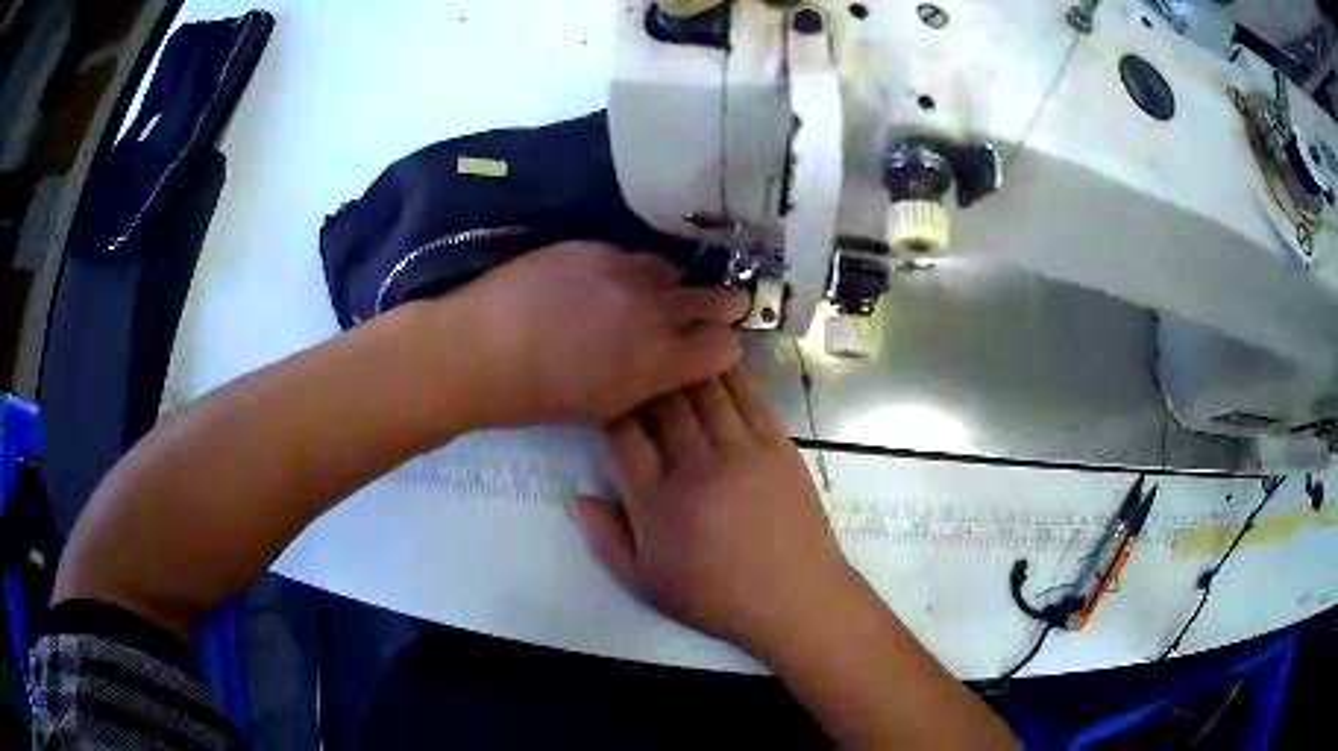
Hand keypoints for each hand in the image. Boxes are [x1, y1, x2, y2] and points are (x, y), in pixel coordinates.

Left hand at [455, 242, 748, 424]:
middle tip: (728, 305)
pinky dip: (629, 270)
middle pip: (712, 299)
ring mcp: (623, 272)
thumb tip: (668, 364)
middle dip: (723, 305)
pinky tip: (609, 280)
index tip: (719, 345)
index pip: (722, 346)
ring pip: (670, 271)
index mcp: (658, 362)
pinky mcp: (592, 247)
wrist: (480, 350)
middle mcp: (653, 311)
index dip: (725, 346)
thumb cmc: (537, 396)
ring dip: (672, 284)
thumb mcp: (605, 405)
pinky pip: (628, 255)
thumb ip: (648, 380)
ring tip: (658, 292)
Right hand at [574, 366, 860, 655]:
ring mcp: (740, 451)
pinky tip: (717, 355)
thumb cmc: (715, 596)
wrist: (794, 598)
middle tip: (635, 359)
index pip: (622, 436)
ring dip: (683, 366)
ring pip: (703, 392)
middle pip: (662, 405)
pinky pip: (748, 398)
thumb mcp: (644, 583)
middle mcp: (694, 466)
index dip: (610, 407)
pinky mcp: (777, 445)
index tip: (605, 393)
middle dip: (644, 379)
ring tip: (669, 345)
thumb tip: (579, 495)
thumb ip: (605, 539)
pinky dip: (729, 373)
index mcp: (656, 501)